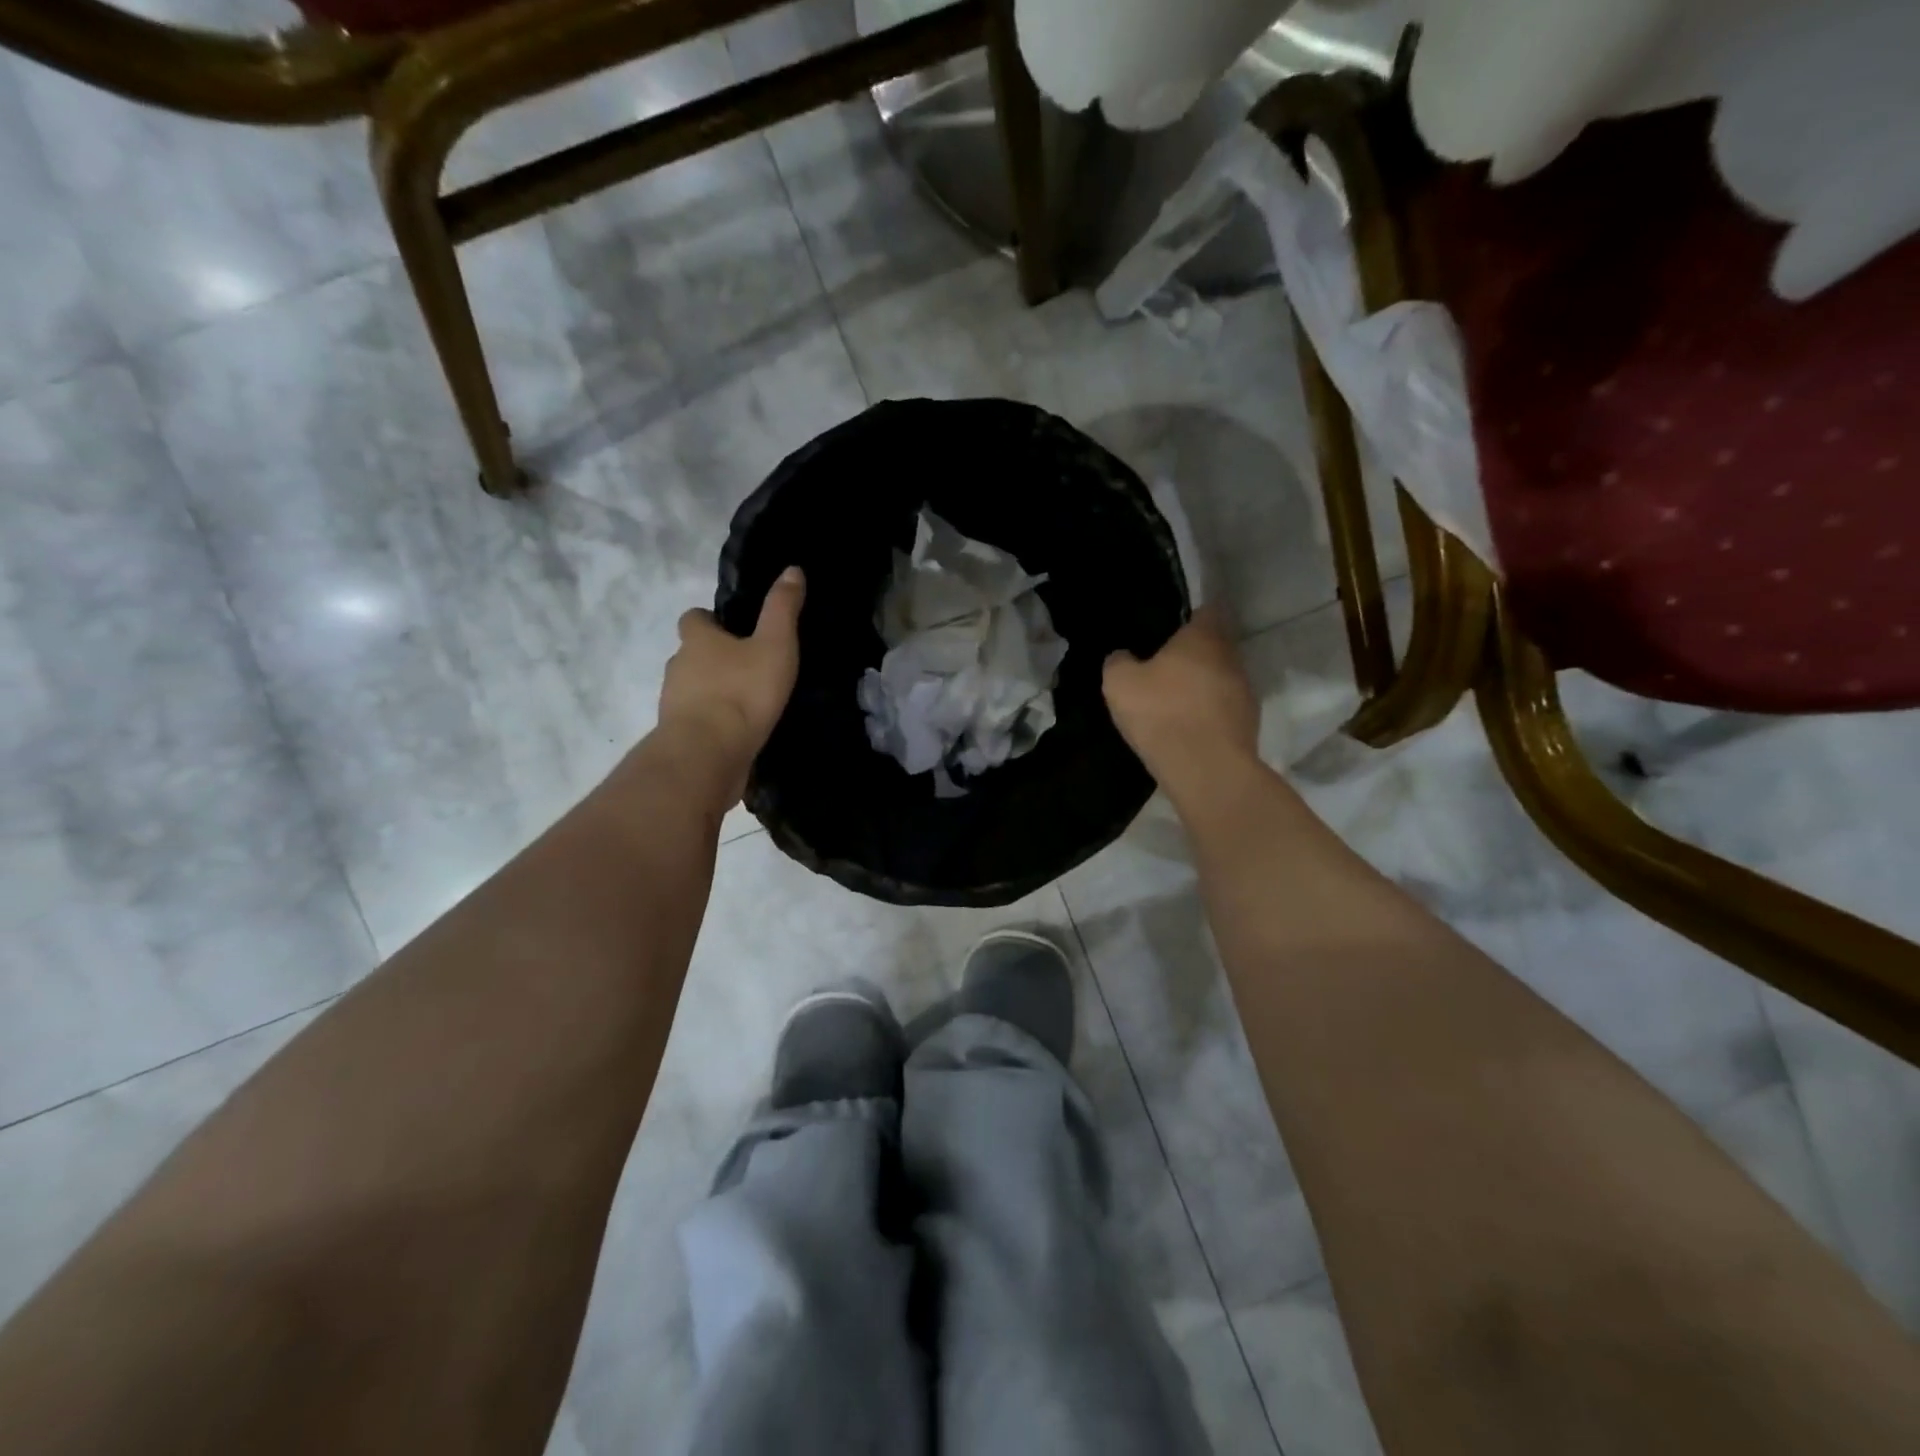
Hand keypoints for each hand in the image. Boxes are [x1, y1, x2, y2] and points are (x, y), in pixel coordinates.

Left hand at [657, 567, 805, 795]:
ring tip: (747, 702)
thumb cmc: (742, 692)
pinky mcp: (679, 736)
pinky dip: (713, 722)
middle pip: (691, 655)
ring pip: (692, 689)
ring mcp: (674, 703)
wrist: (707, 754)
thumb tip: (792, 569)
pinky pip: (697, 721)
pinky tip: (738, 732)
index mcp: (697, 640)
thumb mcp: (774, 644)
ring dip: (713, 692)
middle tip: (748, 667)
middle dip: (714, 659)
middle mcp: (677, 667)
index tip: (732, 630)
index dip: (710, 621)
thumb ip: (782, 609)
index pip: (693, 619)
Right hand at [1103, 606, 1259, 796]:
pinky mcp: (1249, 724)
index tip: (1168, 629)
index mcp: (1203, 637)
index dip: (1188, 617)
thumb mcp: (1119, 683)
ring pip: (1221, 678)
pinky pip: (1224, 709)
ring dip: (1202, 686)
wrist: (1205, 769)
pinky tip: (1187, 728)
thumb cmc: (1162, 713)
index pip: (1206, 610)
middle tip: (1163, 668)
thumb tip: (1123, 656)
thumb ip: (1119, 661)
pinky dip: (1208, 713)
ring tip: (1174, 702)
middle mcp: (1231, 657)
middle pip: (1214, 646)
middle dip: (1193, 655)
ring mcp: (1245, 692)